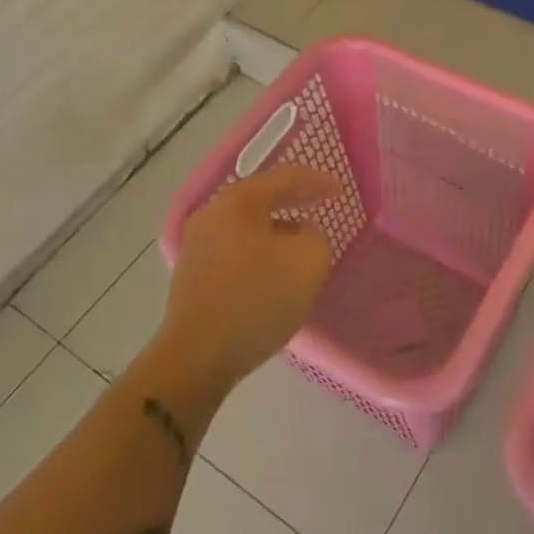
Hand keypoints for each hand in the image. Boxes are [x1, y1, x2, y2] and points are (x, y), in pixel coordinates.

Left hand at [158, 164, 343, 392]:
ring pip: (247, 225)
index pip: (285, 177)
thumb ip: (315, 236)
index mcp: (239, 200)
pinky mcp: (193, 274)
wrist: (196, 356)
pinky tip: (272, 272)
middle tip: (320, 206)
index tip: (340, 191)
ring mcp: (197, 244)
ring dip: (276, 229)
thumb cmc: (257, 298)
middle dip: (294, 201)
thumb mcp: (308, 261)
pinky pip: (235, 249)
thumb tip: (301, 234)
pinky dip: (259, 251)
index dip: (317, 181)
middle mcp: (213, 213)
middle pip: (261, 197)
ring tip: (300, 243)